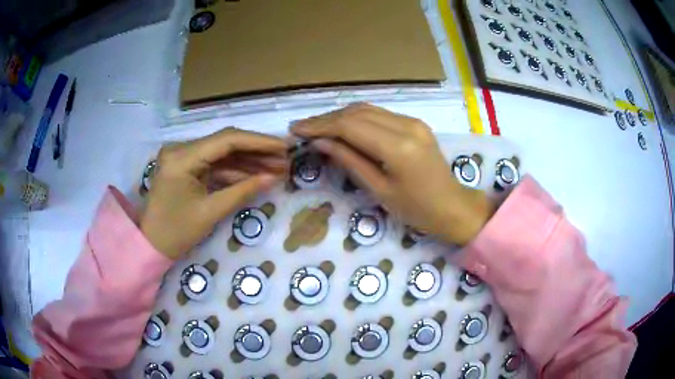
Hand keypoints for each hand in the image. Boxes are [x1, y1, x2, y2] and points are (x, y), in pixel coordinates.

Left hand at [141, 128, 287, 258]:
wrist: (151, 245)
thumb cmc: (176, 232)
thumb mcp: (210, 212)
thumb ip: (243, 191)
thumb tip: (274, 177)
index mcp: (182, 157)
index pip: (226, 140)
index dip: (258, 142)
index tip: (284, 146)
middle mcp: (181, 149)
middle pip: (225, 143)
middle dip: (256, 151)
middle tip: (284, 159)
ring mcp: (183, 157)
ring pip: (222, 153)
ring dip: (248, 161)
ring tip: (276, 168)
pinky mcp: (186, 166)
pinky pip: (214, 164)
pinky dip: (234, 171)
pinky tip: (256, 176)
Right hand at [291, 103, 493, 245]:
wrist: (453, 207)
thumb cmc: (417, 210)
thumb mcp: (379, 190)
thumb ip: (350, 161)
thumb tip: (320, 142)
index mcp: (398, 147)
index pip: (349, 126)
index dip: (319, 125)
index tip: (295, 130)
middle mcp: (406, 126)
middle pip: (357, 113)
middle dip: (326, 119)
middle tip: (302, 128)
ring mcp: (413, 121)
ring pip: (367, 110)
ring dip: (339, 116)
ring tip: (316, 127)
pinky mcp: (415, 124)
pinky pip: (379, 115)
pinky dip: (357, 119)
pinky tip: (342, 127)